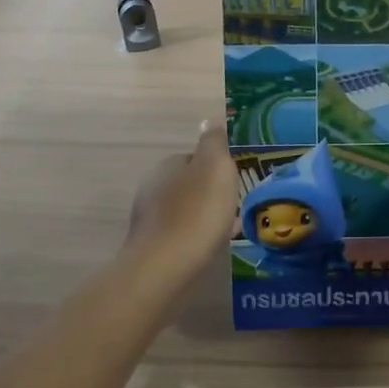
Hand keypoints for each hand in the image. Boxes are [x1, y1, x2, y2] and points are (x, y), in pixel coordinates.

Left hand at [124, 122, 240, 283]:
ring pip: (186, 209)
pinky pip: (182, 233)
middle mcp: (153, 187)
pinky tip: (212, 247)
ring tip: (231, 228)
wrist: (166, 268)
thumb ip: (214, 142)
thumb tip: (211, 119)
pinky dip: (198, 236)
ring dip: (206, 215)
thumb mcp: (215, 167)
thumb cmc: (197, 213)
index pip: (195, 157)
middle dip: (212, 193)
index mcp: (167, 165)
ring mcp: (150, 219)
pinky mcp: (153, 246)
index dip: (218, 167)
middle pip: (190, 184)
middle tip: (238, 205)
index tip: (237, 181)